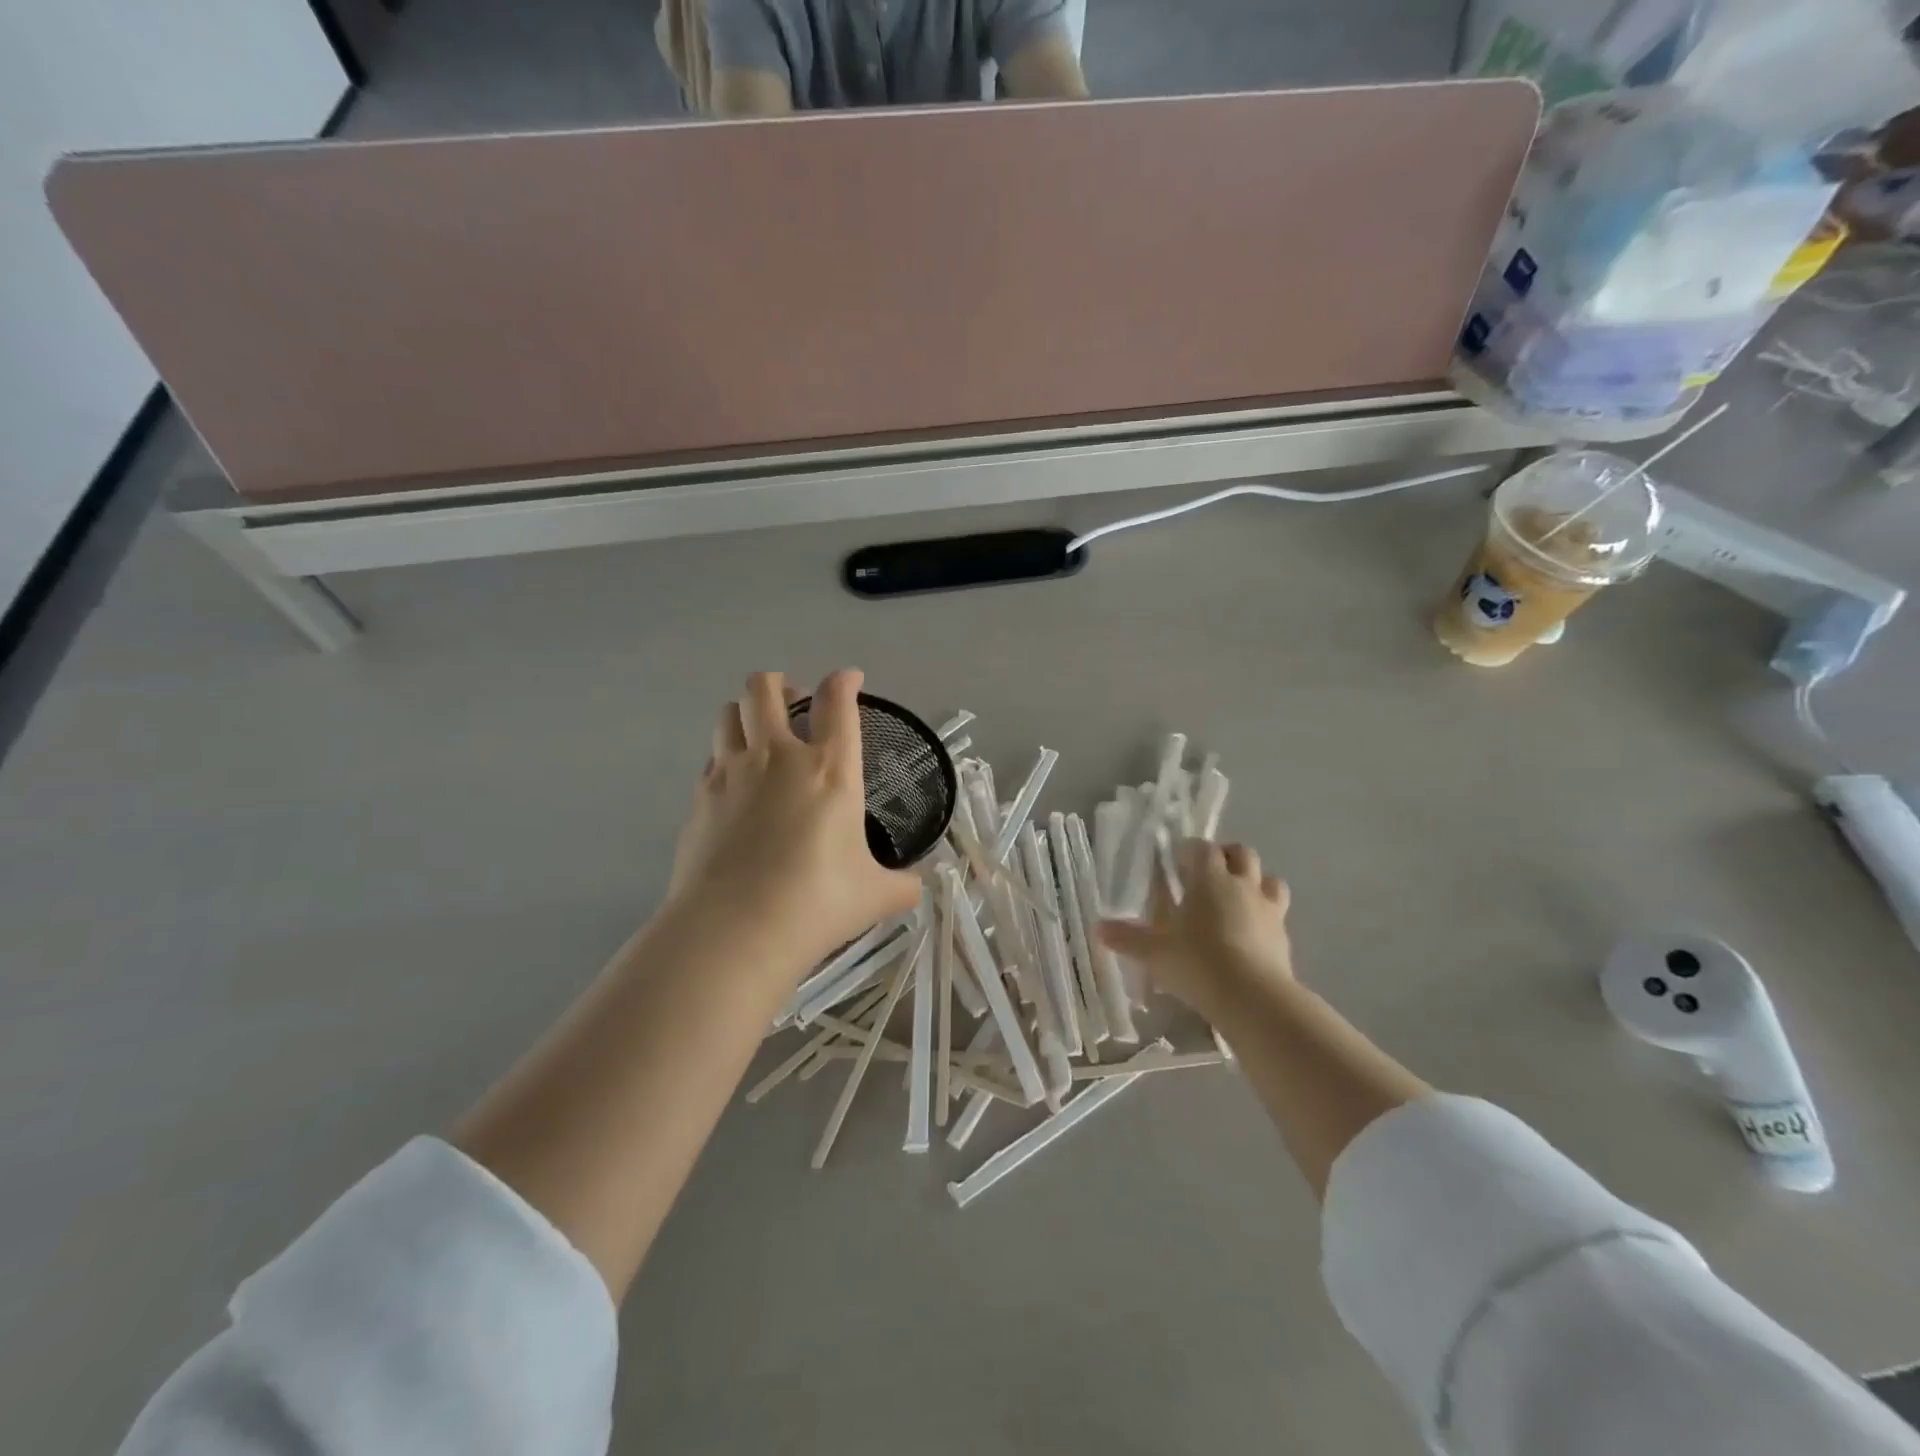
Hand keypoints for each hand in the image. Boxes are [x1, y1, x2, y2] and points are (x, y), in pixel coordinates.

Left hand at [665, 669, 923, 980]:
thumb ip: (901, 885)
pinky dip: (725, 756)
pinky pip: (711, 756)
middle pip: (766, 688)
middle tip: (793, 704)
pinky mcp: (700, 797)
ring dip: (746, 712)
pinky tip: (736, 783)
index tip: (850, 680)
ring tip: (759, 733)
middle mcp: (778, 756)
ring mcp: (732, 772)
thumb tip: (918, 888)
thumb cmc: (817, 902)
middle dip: (779, 684)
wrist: (735, 929)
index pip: (837, 701)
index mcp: (830, 768)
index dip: (845, 681)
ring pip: (730, 712)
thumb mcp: (875, 895)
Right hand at [1098, 840, 1292, 1017]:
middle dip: (1227, 856)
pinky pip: (1278, 914)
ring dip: (1255, 882)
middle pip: (1242, 853)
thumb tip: (1098, 929)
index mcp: (1209, 879)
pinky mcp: (1284, 936)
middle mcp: (1242, 885)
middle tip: (1209, 874)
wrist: (1253, 999)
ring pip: (1270, 879)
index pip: (1203, 847)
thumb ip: (1128, 938)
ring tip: (1237, 898)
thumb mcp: (1155, 952)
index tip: (1177, 860)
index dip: (1190, 850)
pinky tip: (1251, 934)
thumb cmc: (1198, 962)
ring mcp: (1269, 909)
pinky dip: (1266, 916)